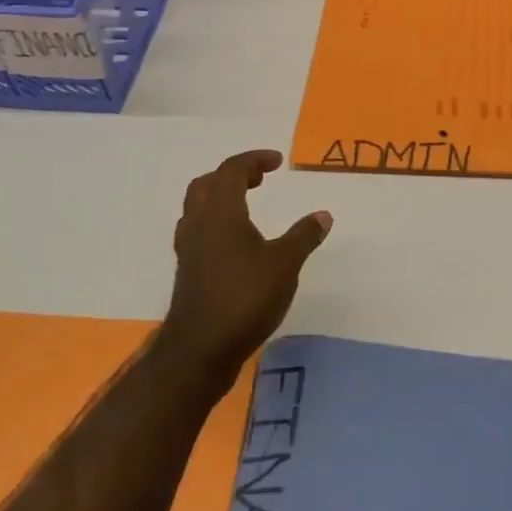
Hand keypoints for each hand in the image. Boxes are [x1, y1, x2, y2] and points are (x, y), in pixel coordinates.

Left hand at [158, 149, 331, 383]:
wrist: (199, 351)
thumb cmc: (244, 298)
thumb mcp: (285, 264)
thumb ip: (304, 236)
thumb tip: (323, 214)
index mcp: (220, 213)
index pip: (231, 171)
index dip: (254, 160)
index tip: (278, 162)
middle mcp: (199, 224)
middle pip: (207, 184)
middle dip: (233, 175)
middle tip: (260, 179)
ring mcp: (189, 249)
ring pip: (198, 207)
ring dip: (222, 197)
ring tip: (249, 205)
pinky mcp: (188, 271)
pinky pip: (199, 231)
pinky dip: (217, 222)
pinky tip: (237, 241)